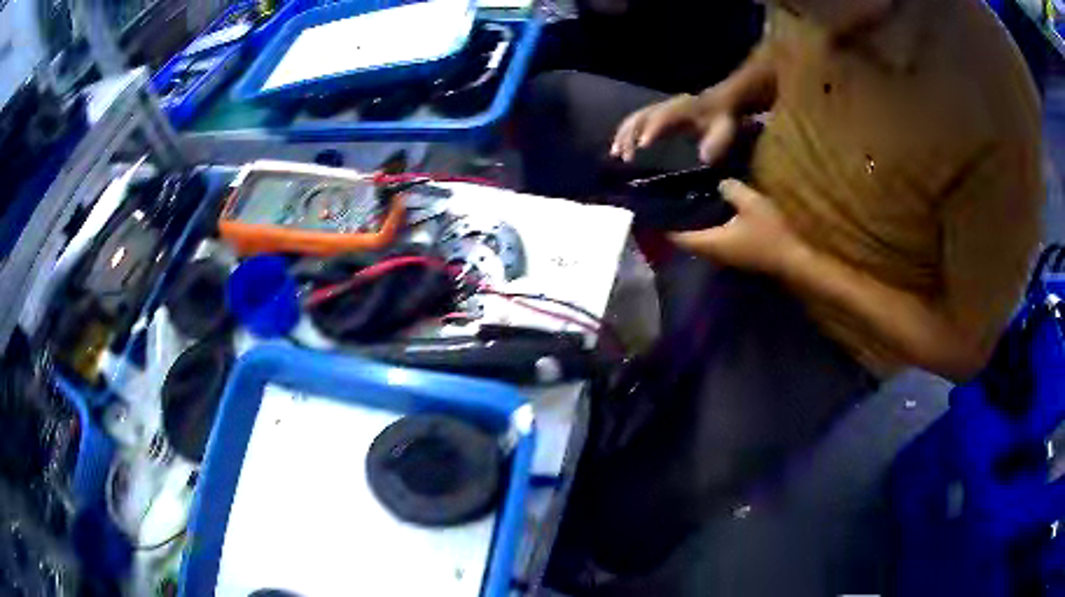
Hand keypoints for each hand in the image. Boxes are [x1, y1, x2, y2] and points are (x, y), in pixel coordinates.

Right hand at [610, 92, 737, 164]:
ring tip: (615, 154)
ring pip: (635, 119)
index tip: (641, 145)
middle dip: (629, 135)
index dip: (651, 129)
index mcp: (681, 109)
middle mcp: (666, 106)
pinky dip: (625, 133)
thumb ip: (716, 143)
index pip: (662, 118)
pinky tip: (620, 147)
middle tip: (622, 156)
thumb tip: (704, 158)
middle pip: (641, 118)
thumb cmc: (723, 118)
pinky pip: (636, 122)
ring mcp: (660, 109)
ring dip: (623, 135)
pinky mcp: (658, 115)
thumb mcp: (724, 130)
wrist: (721, 102)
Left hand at [670, 179, 806, 274]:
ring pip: (703, 240)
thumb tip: (718, 182)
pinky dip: (710, 227)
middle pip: (688, 239)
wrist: (794, 258)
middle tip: (670, 200)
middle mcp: (714, 253)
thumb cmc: (770, 232)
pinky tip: (715, 211)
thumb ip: (731, 189)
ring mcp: (727, 256)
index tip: (654, 208)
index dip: (664, 224)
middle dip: (678, 222)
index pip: (677, 237)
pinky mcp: (738, 253)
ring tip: (689, 202)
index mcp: (711, 242)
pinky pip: (716, 240)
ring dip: (695, 225)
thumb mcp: (751, 203)